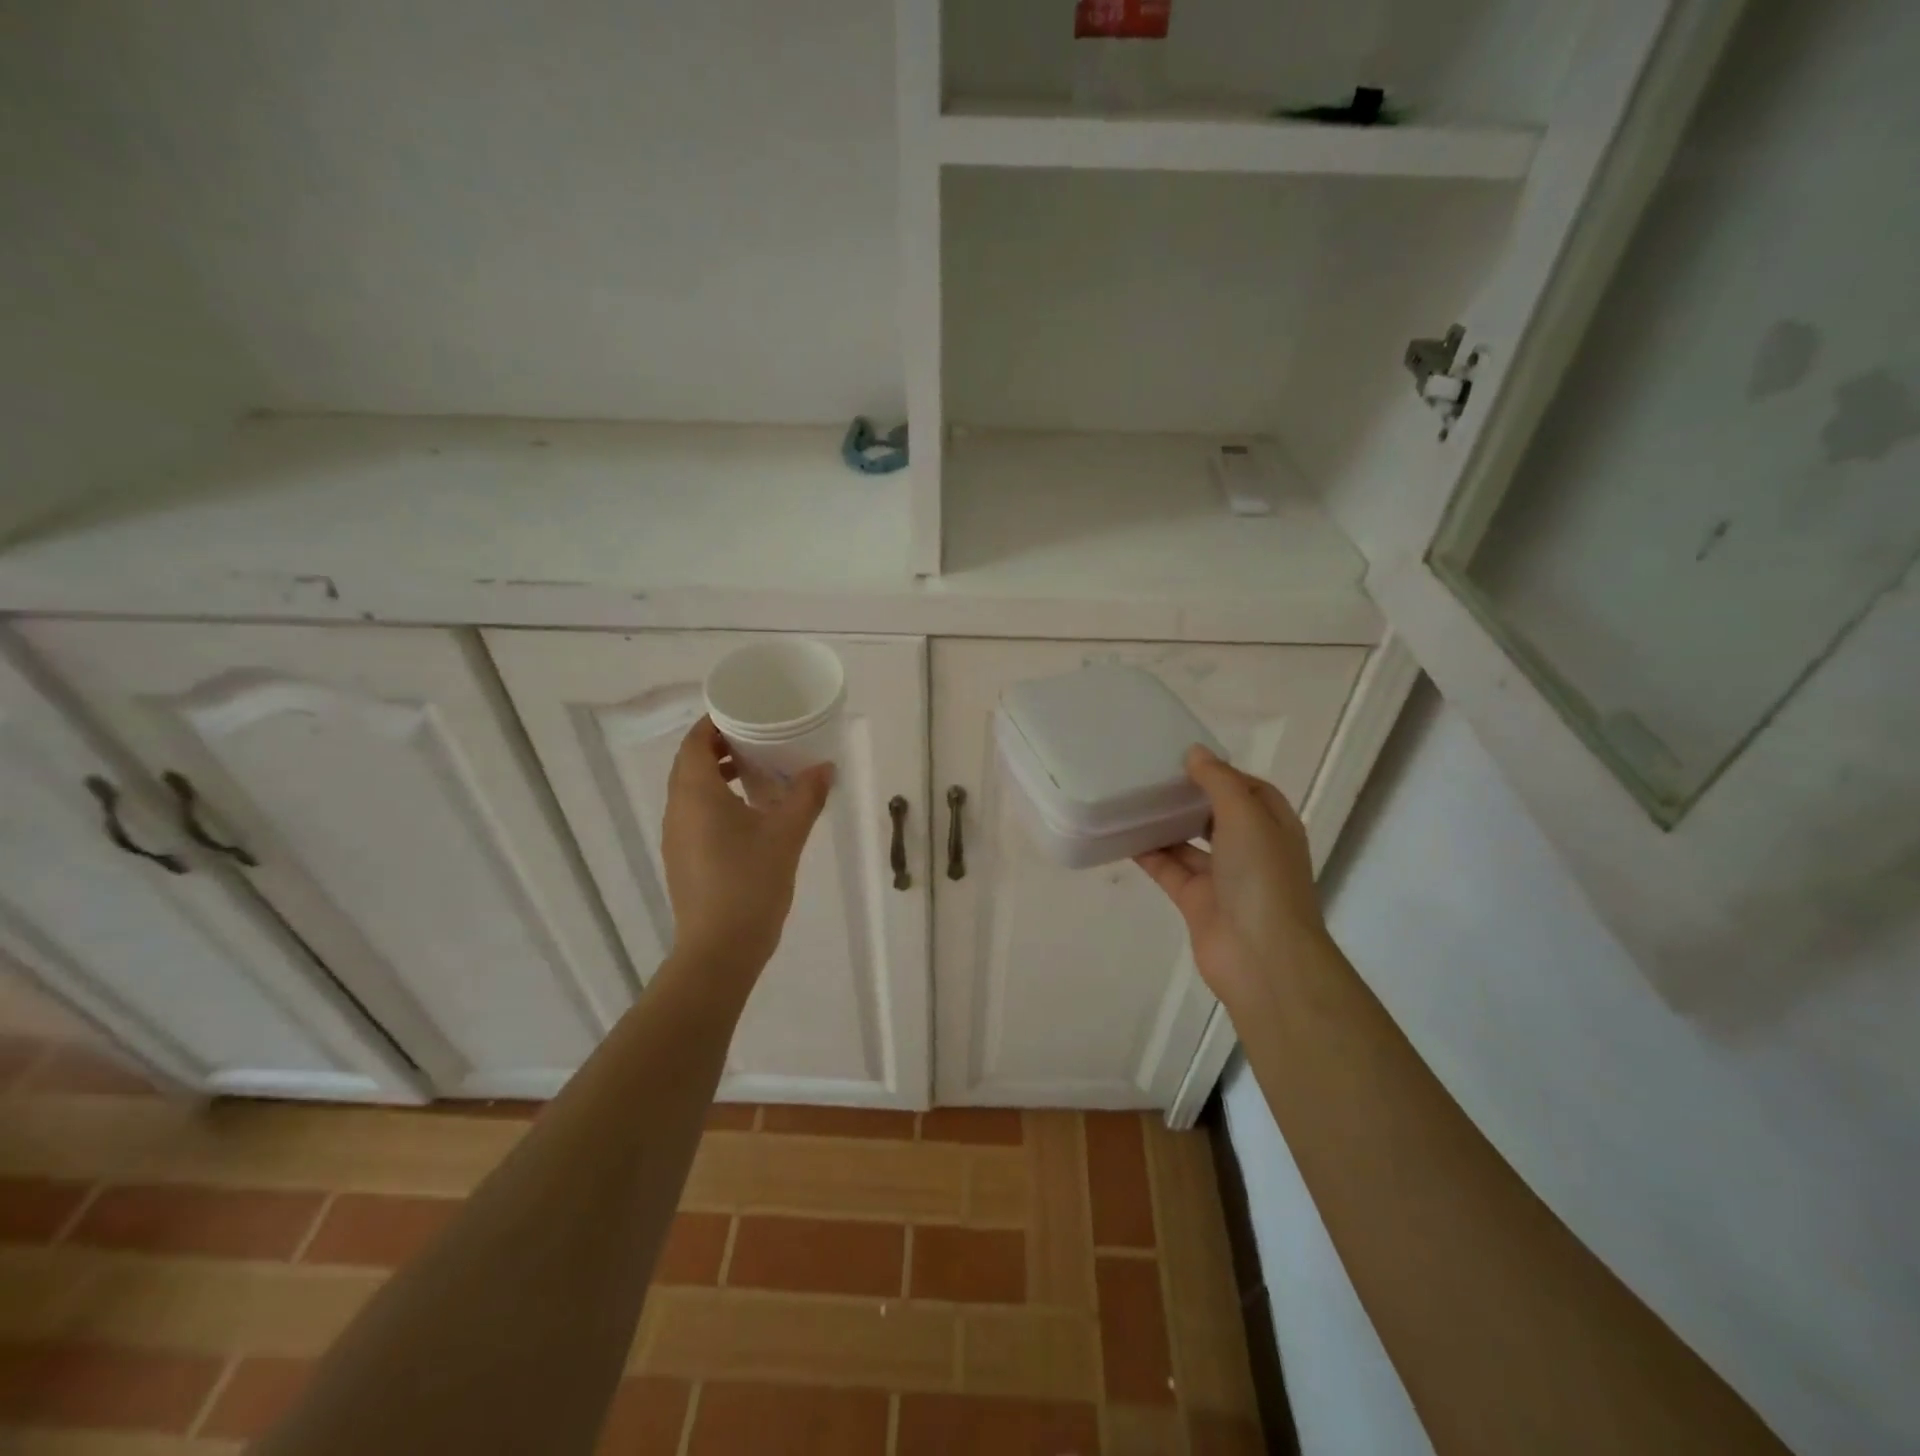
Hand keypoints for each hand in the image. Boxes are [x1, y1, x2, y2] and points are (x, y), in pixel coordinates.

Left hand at [662, 718, 832, 977]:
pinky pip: (694, 812)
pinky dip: (715, 799)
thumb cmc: (750, 883)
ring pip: (690, 789)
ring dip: (717, 773)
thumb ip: (806, 796)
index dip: (715, 722)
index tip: (746, 713)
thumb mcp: (786, 835)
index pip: (695, 741)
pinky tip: (749, 812)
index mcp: (696, 794)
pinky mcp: (683, 857)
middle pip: (690, 763)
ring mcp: (676, 836)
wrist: (719, 949)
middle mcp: (678, 809)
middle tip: (757, 737)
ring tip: (756, 770)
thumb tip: (825, 767)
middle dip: (719, 745)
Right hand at [1134, 745, 1328, 1012]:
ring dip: (1165, 823)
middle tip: (1151, 774)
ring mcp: (1223, 877)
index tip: (1185, 758)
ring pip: (1188, 842)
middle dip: (1189, 797)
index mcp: (1274, 826)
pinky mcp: (1195, 900)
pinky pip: (1168, 868)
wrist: (1261, 955)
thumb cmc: (1262, 877)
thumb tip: (1195, 753)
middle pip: (1216, 814)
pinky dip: (1148, 853)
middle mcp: (1251, 850)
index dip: (1222, 772)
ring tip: (1130, 797)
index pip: (1249, 789)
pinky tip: (1122, 833)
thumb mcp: (1246, 816)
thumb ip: (1219, 781)